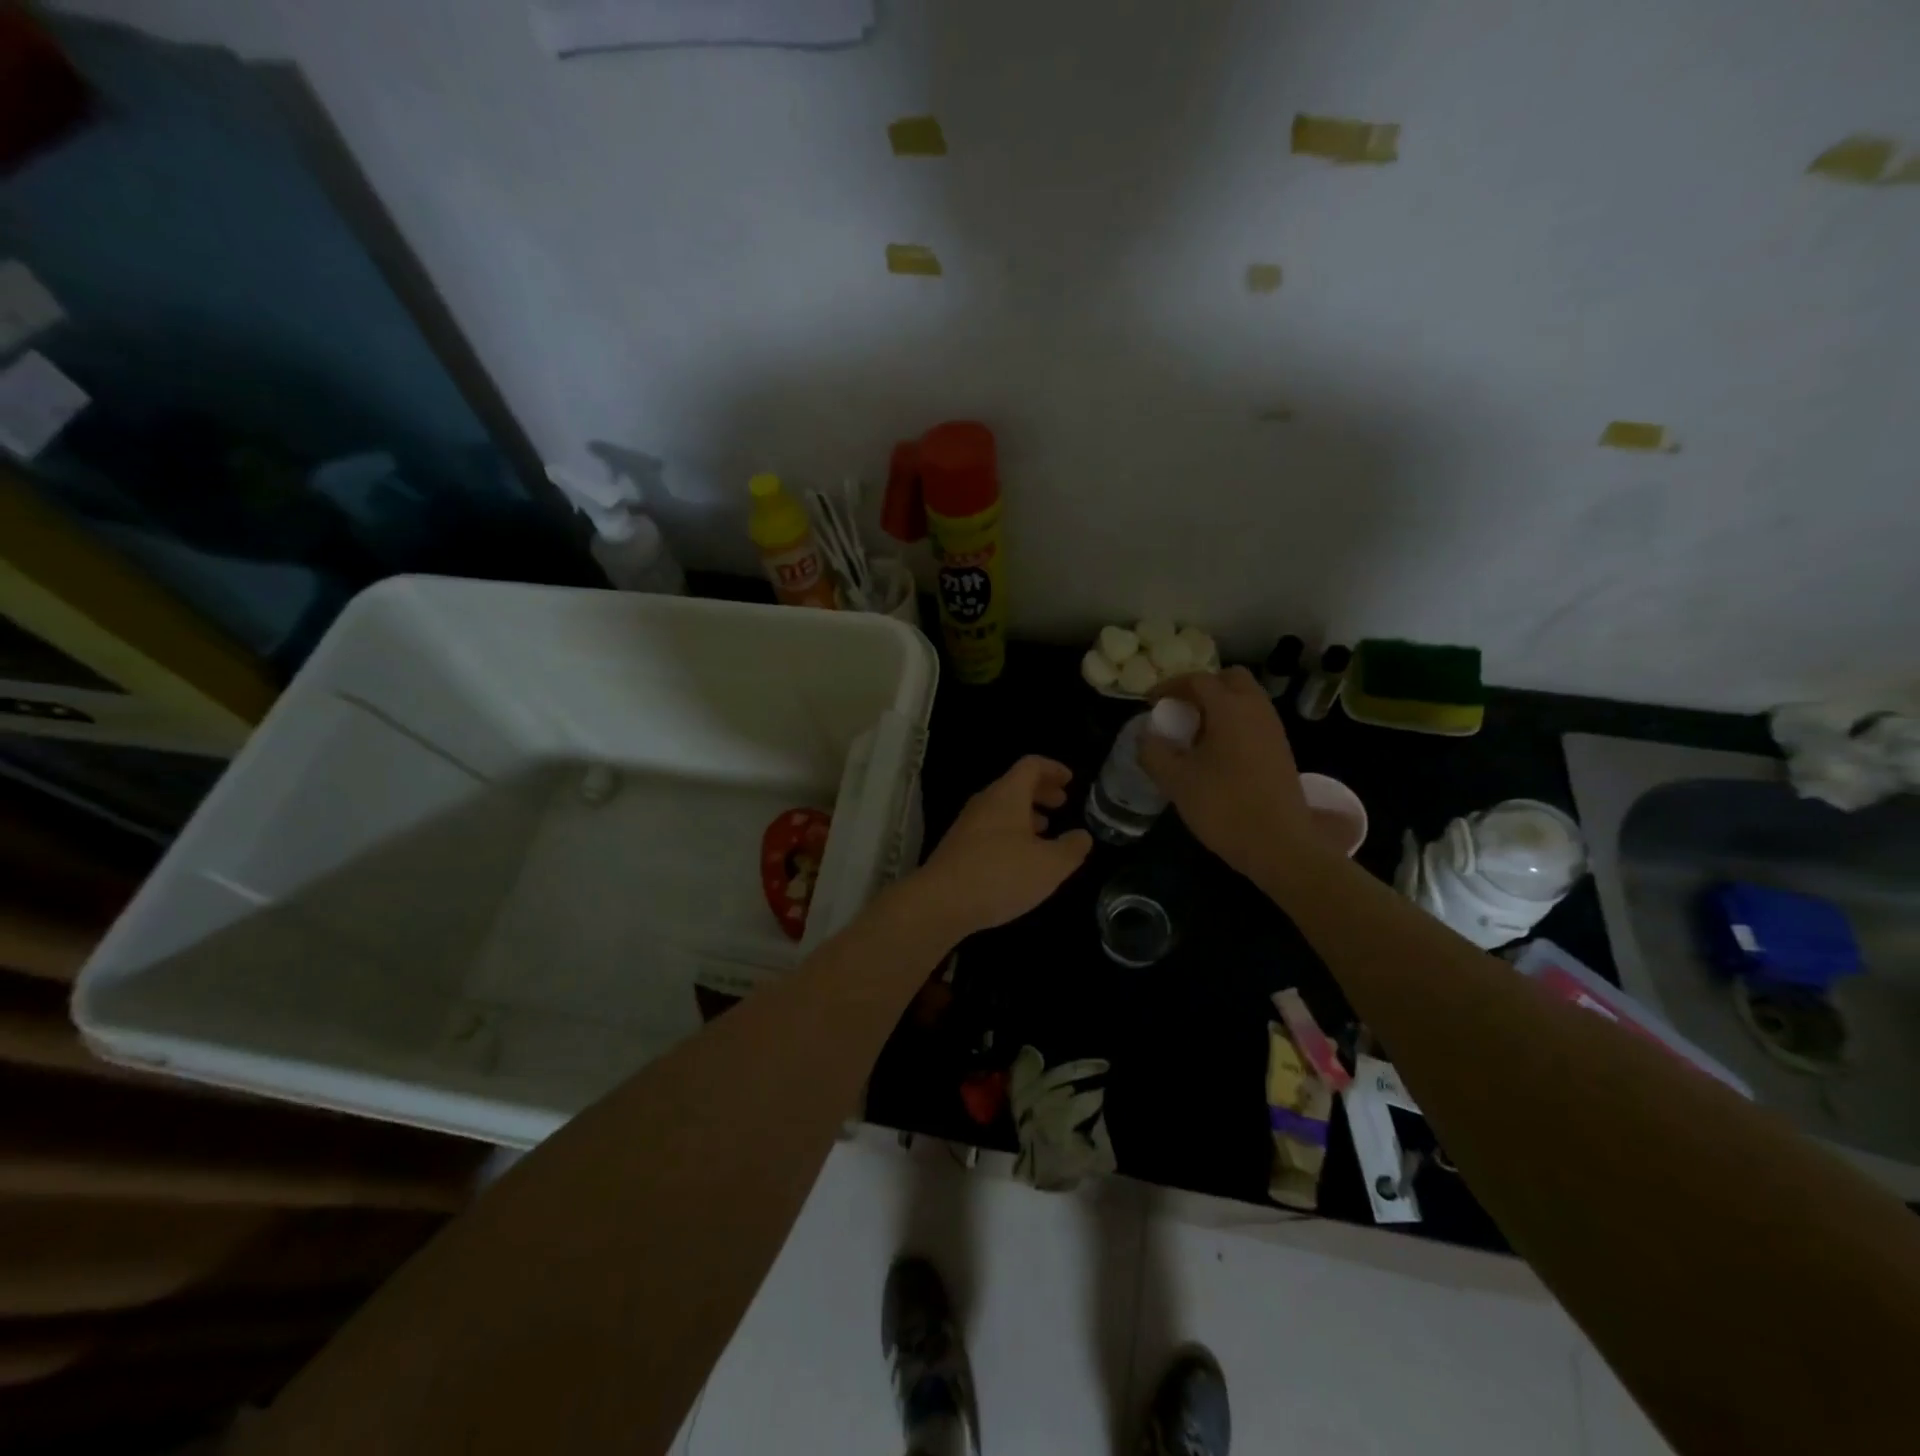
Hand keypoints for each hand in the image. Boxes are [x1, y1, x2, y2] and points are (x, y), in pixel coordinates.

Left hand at [916, 756, 1092, 936]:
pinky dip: (1011, 831)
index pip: (1031, 766)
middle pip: (1015, 785)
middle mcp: (985, 803)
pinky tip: (1020, 857)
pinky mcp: (958, 847)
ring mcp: (968, 824)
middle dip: (1042, 791)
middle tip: (1062, 804)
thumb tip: (1082, 836)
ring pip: (1002, 808)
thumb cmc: (1001, 875)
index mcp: (1007, 795)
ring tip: (1046, 830)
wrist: (941, 902)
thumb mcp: (1050, 865)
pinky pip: (991, 827)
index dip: (1053, 769)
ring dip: (1026, 813)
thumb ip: (1071, 848)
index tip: (1070, 780)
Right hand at [1138, 667, 1315, 878]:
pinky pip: (1254, 721)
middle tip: (1180, 710)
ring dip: (1219, 706)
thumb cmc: (1224, 806)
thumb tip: (1146, 737)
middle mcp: (1256, 710)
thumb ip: (1154, 752)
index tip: (1150, 703)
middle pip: (1230, 679)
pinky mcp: (1281, 751)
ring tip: (1194, 734)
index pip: (1198, 680)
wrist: (1280, 845)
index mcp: (1230, 708)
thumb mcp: (1176, 781)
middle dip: (1202, 688)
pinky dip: (1233, 724)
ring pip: (1246, 700)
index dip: (1170, 686)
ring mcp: (1273, 730)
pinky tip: (1216, 754)